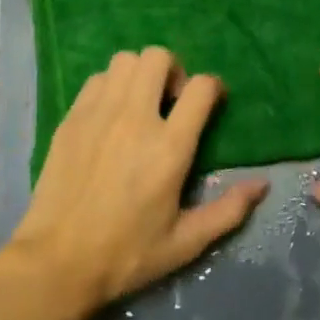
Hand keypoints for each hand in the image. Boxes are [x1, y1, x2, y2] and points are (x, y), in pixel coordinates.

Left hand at [2, 47, 266, 316]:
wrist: (57, 262)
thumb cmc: (127, 255)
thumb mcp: (186, 243)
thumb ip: (228, 211)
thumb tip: (262, 185)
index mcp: (169, 147)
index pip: (200, 87)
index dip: (212, 87)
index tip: (211, 102)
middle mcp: (136, 118)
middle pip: (158, 57)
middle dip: (173, 70)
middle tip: (171, 100)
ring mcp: (99, 113)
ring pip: (125, 60)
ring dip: (140, 74)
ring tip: (140, 103)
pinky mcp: (72, 118)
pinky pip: (97, 79)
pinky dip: (110, 86)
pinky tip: (110, 115)